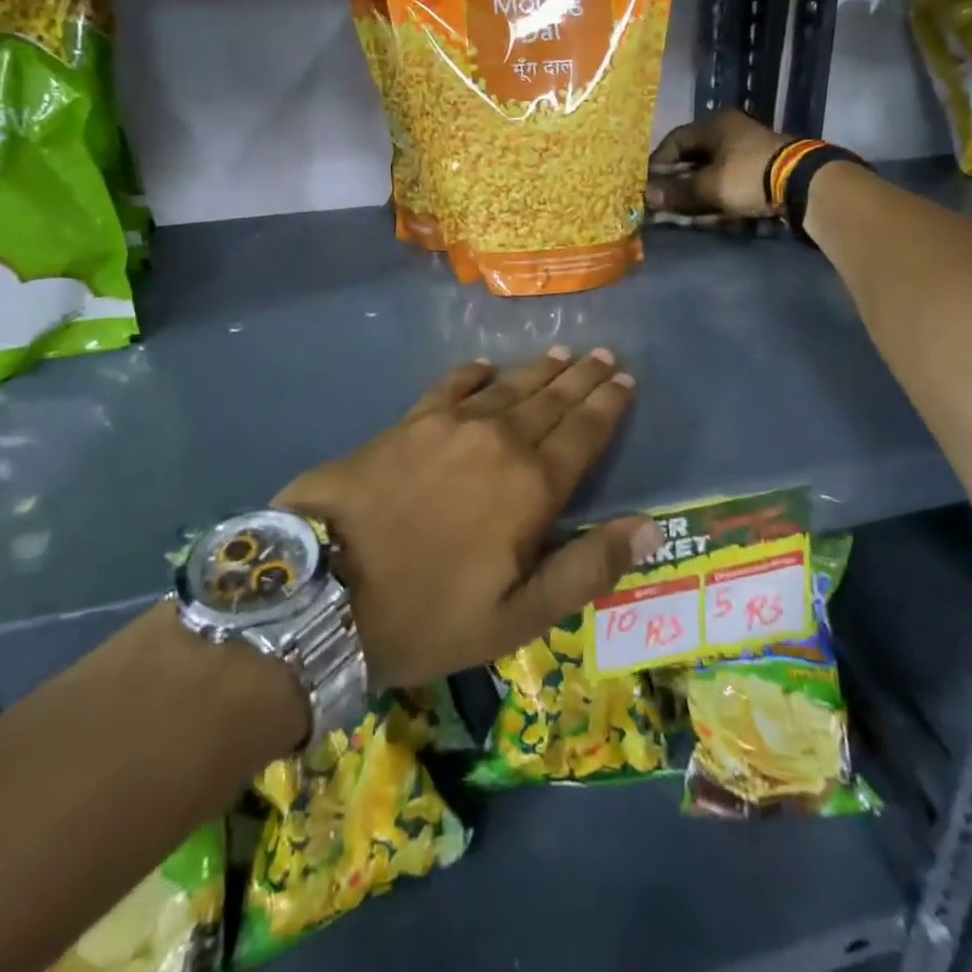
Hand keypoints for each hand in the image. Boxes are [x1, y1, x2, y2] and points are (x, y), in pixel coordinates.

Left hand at [274, 348, 659, 688]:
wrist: (321, 591)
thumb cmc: (426, 614)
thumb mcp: (517, 617)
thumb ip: (587, 568)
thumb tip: (650, 526)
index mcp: (532, 486)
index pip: (584, 433)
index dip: (608, 404)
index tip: (625, 378)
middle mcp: (499, 441)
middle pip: (551, 400)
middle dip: (582, 376)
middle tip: (604, 354)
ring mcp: (450, 425)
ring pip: (508, 387)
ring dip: (538, 370)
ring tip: (561, 354)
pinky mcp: (407, 423)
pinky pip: (451, 385)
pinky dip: (472, 372)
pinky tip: (484, 364)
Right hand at [647, 108, 790, 218]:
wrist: (801, 183)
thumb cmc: (746, 176)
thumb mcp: (707, 186)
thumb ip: (676, 192)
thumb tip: (647, 196)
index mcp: (714, 125)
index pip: (675, 140)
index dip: (658, 162)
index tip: (647, 183)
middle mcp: (730, 130)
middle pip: (693, 155)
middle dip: (676, 180)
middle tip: (663, 199)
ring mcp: (747, 148)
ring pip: (711, 169)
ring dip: (695, 189)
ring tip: (682, 209)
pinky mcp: (761, 166)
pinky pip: (728, 179)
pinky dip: (715, 193)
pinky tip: (707, 210)